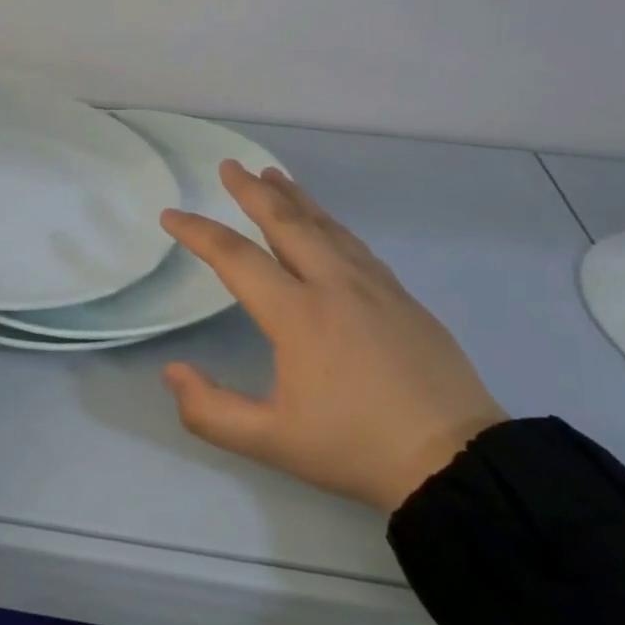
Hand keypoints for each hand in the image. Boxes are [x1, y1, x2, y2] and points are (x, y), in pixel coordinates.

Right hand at [160, 163, 505, 513]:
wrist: (453, 458)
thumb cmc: (354, 447)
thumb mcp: (271, 442)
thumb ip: (210, 410)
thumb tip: (173, 371)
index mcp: (297, 314)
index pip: (235, 258)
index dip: (198, 232)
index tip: (171, 215)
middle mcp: (333, 284)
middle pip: (286, 222)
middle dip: (252, 191)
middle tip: (229, 166)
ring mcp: (373, 285)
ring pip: (326, 225)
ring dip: (294, 196)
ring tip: (273, 175)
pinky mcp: (401, 295)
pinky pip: (354, 243)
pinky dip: (329, 222)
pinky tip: (326, 223)